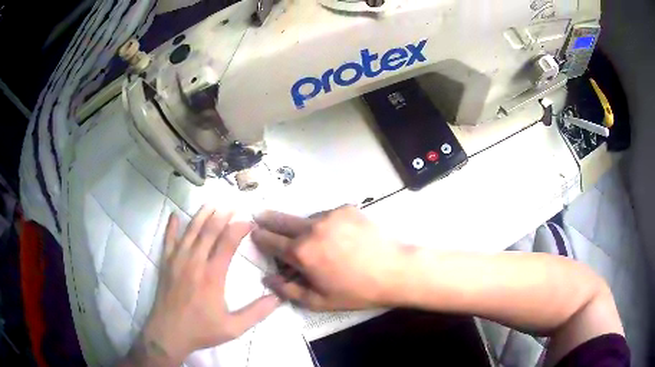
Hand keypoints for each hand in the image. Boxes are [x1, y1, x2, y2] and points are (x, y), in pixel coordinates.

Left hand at [134, 206, 279, 364]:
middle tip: (233, 205)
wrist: (168, 333)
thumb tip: (279, 297)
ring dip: (201, 215)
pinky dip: (171, 226)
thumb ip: (257, 312)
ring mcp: (177, 260)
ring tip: (211, 203)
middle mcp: (195, 262)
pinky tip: (174, 215)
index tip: (249, 222)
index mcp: (212, 275)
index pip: (227, 243)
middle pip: (209, 231)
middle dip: (222, 215)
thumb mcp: (233, 328)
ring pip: (190, 231)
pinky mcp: (166, 264)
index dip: (239, 228)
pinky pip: (168, 240)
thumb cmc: (201, 330)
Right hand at [252, 206, 405, 310]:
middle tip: (258, 214)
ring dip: (303, 225)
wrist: (395, 270)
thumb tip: (268, 279)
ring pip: (307, 218)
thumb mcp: (319, 301)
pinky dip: (325, 223)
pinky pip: (327, 215)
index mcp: (301, 252)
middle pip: (282, 220)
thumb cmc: (356, 291)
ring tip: (311, 237)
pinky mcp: (347, 209)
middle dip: (268, 218)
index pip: (271, 241)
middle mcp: (311, 228)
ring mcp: (330, 215)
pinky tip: (336, 235)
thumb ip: (289, 290)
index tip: (253, 231)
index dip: (260, 236)